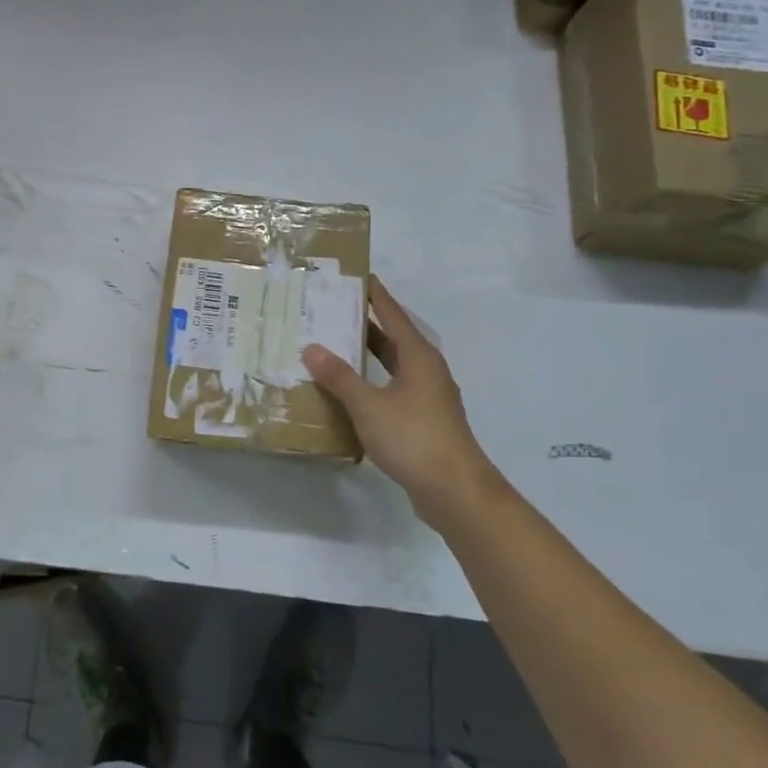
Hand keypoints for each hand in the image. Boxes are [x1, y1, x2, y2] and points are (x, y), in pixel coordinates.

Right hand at [303, 277, 491, 517]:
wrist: (456, 492)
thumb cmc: (414, 438)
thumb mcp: (369, 405)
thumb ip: (339, 377)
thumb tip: (311, 348)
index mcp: (418, 356)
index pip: (393, 314)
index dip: (376, 295)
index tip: (358, 275)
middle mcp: (426, 370)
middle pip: (393, 338)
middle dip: (366, 323)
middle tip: (333, 310)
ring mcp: (428, 397)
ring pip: (393, 365)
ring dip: (368, 355)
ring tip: (334, 345)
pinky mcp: (424, 420)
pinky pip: (393, 389)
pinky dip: (372, 382)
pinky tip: (350, 391)